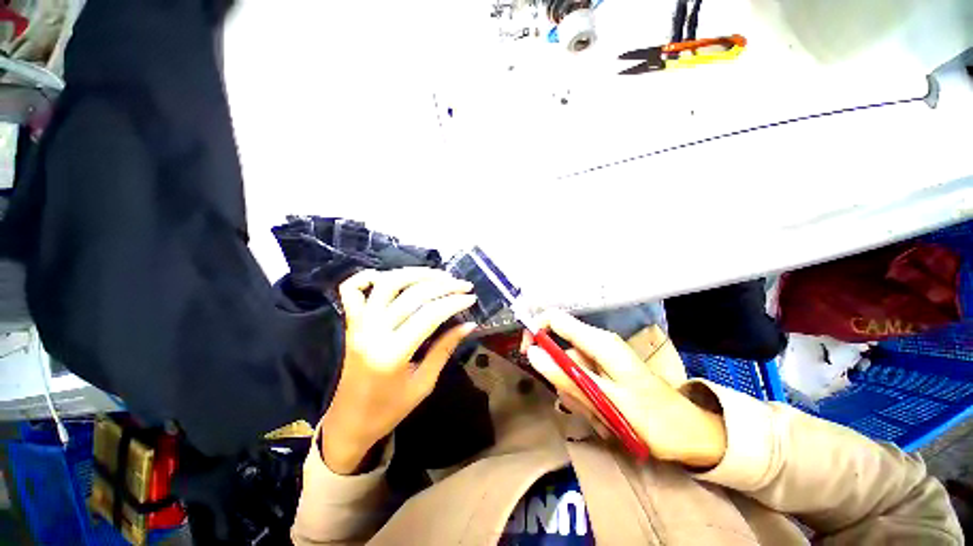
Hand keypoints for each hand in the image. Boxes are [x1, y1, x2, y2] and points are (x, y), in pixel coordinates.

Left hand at [321, 268, 476, 474]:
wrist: (349, 423)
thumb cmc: (390, 409)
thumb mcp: (424, 384)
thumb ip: (445, 349)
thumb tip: (468, 325)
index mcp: (393, 354)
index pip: (429, 315)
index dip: (453, 302)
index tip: (471, 297)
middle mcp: (373, 333)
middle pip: (411, 295)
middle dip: (442, 285)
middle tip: (462, 285)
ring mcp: (359, 325)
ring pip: (386, 284)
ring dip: (414, 274)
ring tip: (438, 274)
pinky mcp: (351, 323)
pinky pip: (351, 291)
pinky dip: (366, 276)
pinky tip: (385, 276)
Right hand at [524, 311, 726, 467]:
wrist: (689, 436)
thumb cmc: (654, 419)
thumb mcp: (605, 400)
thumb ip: (566, 376)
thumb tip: (532, 353)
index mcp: (599, 342)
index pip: (555, 319)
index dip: (537, 331)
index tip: (528, 354)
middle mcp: (597, 345)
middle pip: (560, 351)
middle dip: (562, 379)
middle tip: (581, 405)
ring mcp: (600, 360)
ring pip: (569, 371)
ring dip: (576, 396)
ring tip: (600, 417)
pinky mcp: (602, 373)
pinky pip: (580, 382)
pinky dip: (585, 401)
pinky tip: (604, 418)